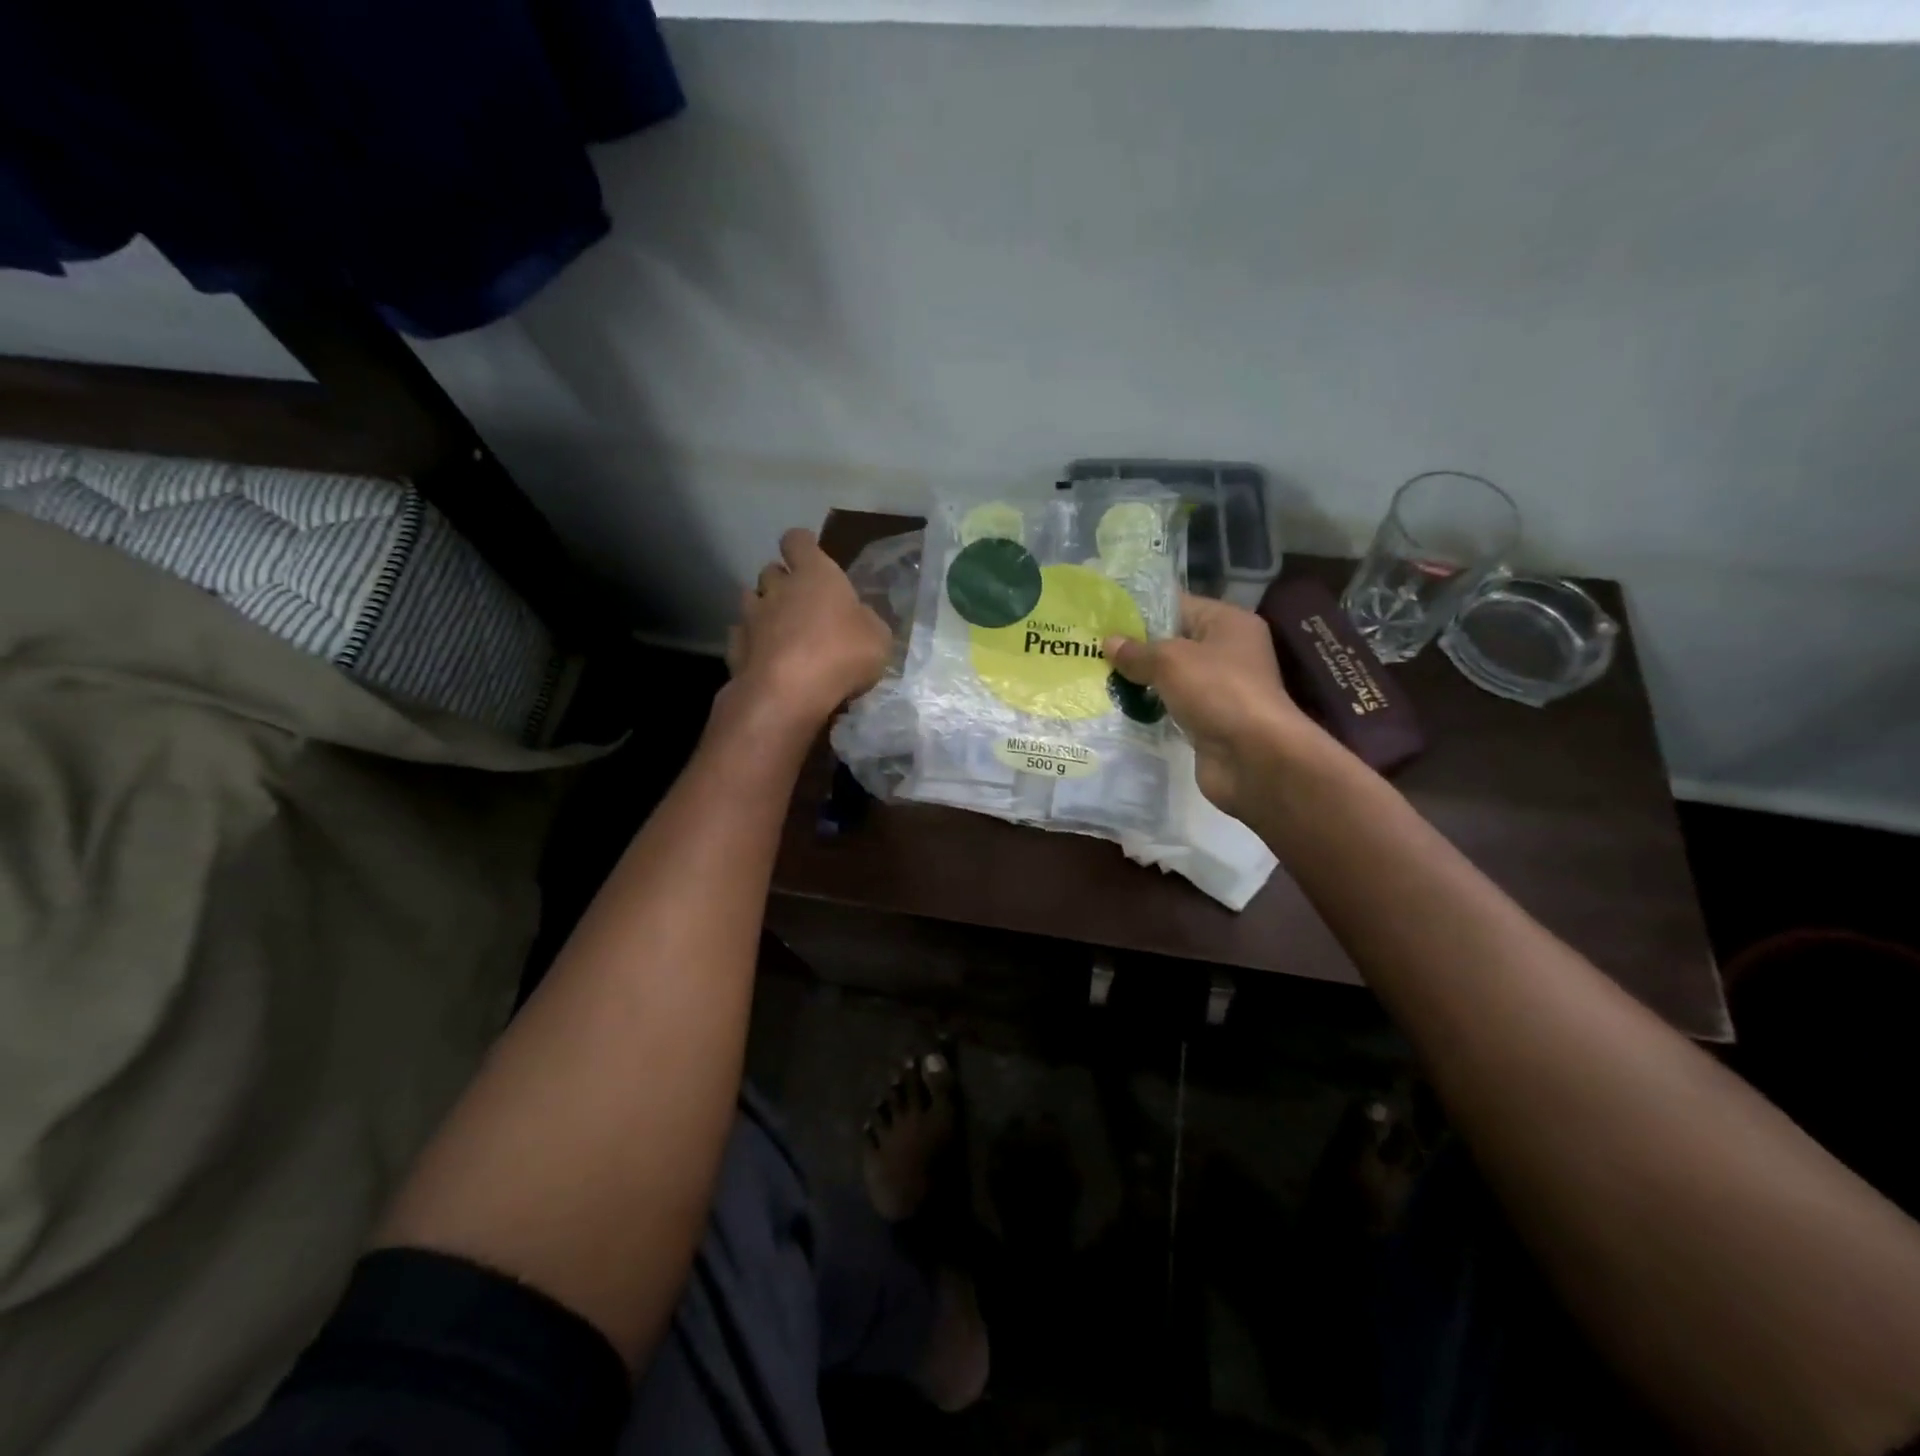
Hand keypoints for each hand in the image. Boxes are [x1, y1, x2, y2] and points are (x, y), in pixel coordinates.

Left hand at [724, 528, 891, 734]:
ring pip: (750, 600)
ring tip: (779, 632)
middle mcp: (778, 588)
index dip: (802, 546)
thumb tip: (858, 619)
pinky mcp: (735, 648)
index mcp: (815, 574)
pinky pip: (741, 636)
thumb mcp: (878, 638)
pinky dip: (751, 644)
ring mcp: (751, 617)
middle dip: (782, 582)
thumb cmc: (841, 654)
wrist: (787, 693)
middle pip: (771, 571)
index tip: (811, 557)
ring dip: (763, 610)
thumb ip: (866, 621)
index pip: (798, 541)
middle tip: (800, 603)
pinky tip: (764, 660)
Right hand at [1105, 595, 1320, 817]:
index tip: (1103, 616)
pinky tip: (1116, 707)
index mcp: (1228, 623)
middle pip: (1172, 642)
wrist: (1253, 757)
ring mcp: (1218, 689)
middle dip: (1135, 648)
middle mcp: (1227, 651)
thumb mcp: (1171, 661)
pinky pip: (1171, 707)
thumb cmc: (1217, 692)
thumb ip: (1137, 652)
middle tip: (1092, 648)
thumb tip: (1109, 643)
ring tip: (1096, 676)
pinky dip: (1149, 708)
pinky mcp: (1208, 720)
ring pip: (1170, 678)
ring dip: (1139, 680)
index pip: (1178, 605)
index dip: (1141, 610)